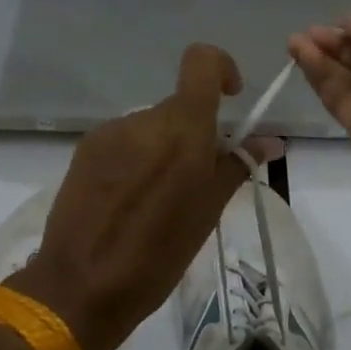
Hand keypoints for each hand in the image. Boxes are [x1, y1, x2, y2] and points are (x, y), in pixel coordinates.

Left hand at [6, 45, 280, 349]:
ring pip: (150, 126)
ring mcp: (109, 133)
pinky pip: (123, 141)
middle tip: (197, 179)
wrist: (81, 287)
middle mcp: (143, 120)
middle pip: (178, 105)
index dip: (221, 68)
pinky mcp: (84, 151)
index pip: (201, 62)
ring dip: (163, 148)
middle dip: (194, 132)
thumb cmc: (159, 255)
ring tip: (157, 199)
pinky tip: (128, 201)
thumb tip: (269, 141)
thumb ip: (237, 166)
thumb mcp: (208, 212)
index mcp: (182, 129)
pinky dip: (135, 159)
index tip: (230, 100)